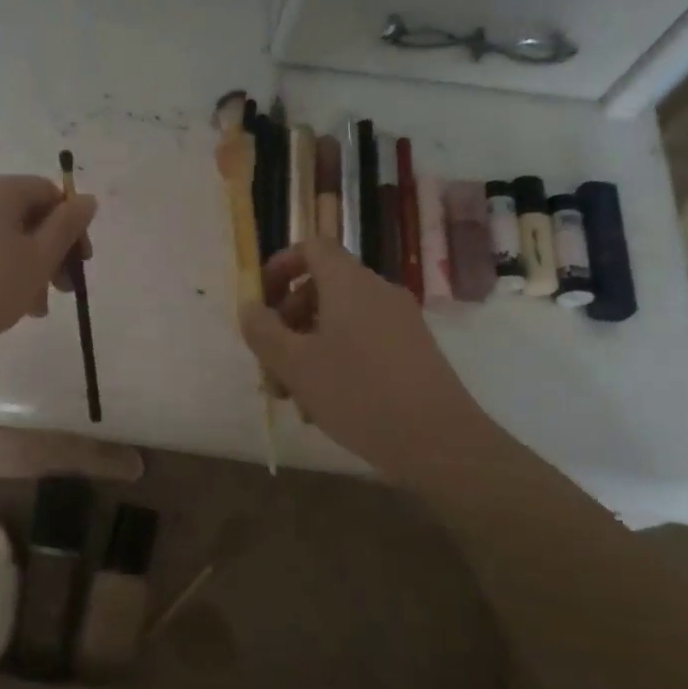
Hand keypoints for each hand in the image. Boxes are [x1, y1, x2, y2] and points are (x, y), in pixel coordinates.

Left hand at [0, 174, 97, 367]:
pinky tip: (8, 304)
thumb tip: (86, 199)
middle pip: (28, 215)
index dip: (73, 227)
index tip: (81, 265)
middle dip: (52, 252)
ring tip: (35, 309)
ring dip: (30, 267)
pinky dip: (3, 270)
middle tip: (63, 291)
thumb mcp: (39, 258)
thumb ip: (67, 226)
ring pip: (6, 237)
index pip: (50, 193)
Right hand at [238, 238, 488, 480]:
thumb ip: (263, 331)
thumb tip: (249, 307)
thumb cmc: (357, 394)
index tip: (260, 301)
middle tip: (269, 364)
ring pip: (338, 321)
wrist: (438, 441)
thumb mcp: (294, 365)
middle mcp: (377, 292)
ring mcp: (399, 321)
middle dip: (287, 322)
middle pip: (321, 288)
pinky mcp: (412, 350)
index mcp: (349, 284)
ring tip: (292, 396)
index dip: (280, 266)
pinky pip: (361, 341)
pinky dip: (335, 360)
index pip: (312, 247)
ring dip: (306, 349)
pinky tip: (323, 405)